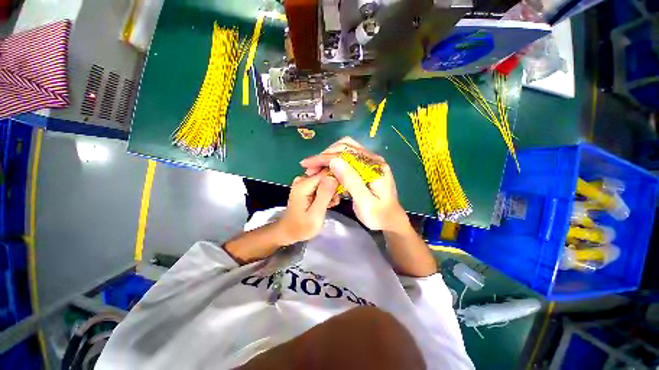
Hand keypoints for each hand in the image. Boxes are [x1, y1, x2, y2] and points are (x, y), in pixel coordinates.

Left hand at [277, 171, 339, 243]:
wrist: (290, 232)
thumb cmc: (302, 227)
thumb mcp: (316, 214)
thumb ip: (324, 195)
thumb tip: (333, 177)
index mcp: (303, 185)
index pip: (325, 172)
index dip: (335, 180)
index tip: (339, 192)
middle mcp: (302, 180)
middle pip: (325, 175)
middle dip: (333, 188)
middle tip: (333, 202)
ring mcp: (304, 183)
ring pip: (325, 180)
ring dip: (330, 192)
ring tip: (329, 205)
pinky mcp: (307, 187)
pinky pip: (321, 185)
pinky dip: (326, 194)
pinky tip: (326, 204)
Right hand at [300, 137, 408, 230]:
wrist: (390, 220)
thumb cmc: (378, 215)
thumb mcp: (364, 202)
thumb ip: (351, 181)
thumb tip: (334, 161)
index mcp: (374, 166)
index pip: (345, 154)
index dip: (324, 158)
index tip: (307, 164)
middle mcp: (372, 159)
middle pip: (345, 146)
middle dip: (325, 155)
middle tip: (310, 167)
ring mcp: (369, 161)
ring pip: (345, 150)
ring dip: (329, 156)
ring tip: (316, 167)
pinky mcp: (365, 167)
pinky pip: (347, 158)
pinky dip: (334, 161)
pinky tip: (327, 169)